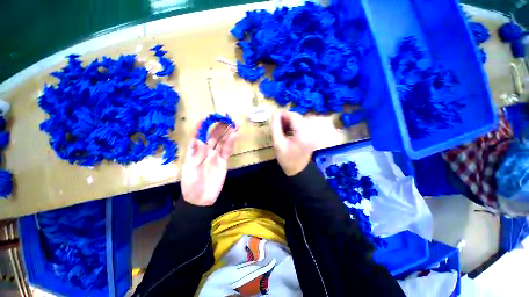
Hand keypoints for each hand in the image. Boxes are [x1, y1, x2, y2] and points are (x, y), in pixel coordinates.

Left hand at [181, 119, 237, 205]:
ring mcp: (215, 156)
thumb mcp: (190, 170)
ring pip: (222, 141)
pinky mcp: (223, 161)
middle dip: (219, 126)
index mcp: (194, 151)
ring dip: (228, 132)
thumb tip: (200, 140)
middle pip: (213, 136)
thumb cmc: (191, 185)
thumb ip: (196, 155)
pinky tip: (234, 135)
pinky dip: (231, 143)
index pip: (198, 135)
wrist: (201, 199)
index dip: (202, 126)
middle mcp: (206, 151)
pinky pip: (227, 150)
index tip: (207, 117)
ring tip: (234, 123)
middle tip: (226, 117)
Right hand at [271, 111, 314, 175]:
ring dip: (289, 122)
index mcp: (303, 133)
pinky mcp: (310, 135)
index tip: (273, 117)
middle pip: (297, 117)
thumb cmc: (287, 159)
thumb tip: (273, 114)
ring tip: (280, 128)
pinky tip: (286, 131)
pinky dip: (293, 126)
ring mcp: (311, 133)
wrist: (298, 171)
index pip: (293, 116)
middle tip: (276, 123)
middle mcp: (310, 130)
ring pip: (299, 120)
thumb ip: (275, 127)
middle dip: (285, 118)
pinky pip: (301, 125)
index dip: (283, 114)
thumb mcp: (278, 144)